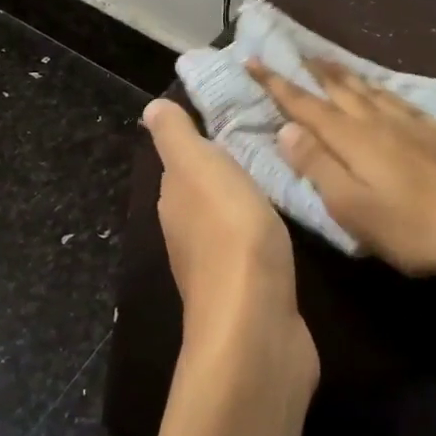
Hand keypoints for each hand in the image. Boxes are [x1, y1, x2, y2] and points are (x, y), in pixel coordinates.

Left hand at [141, 99, 317, 387]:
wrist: (256, 325)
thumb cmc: (229, 233)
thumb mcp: (198, 168)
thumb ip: (176, 138)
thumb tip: (150, 109)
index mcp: (174, 200)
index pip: (181, 162)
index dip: (201, 139)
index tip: (232, 116)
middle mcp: (187, 233)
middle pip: (204, 191)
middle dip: (226, 169)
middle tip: (264, 139)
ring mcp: (217, 267)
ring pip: (229, 219)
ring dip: (246, 201)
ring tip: (280, 174)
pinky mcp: (250, 292)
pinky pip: (254, 249)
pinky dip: (264, 232)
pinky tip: (284, 225)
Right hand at [248, 59, 435, 296]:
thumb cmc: (417, 227)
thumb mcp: (355, 209)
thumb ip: (318, 167)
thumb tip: (286, 129)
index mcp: (353, 139)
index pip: (305, 105)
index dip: (276, 83)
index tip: (252, 60)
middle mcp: (380, 122)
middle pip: (340, 89)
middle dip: (313, 71)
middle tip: (295, 51)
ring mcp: (415, 124)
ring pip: (372, 90)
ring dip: (346, 75)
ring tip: (332, 63)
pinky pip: (402, 101)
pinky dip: (383, 91)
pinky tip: (387, 94)